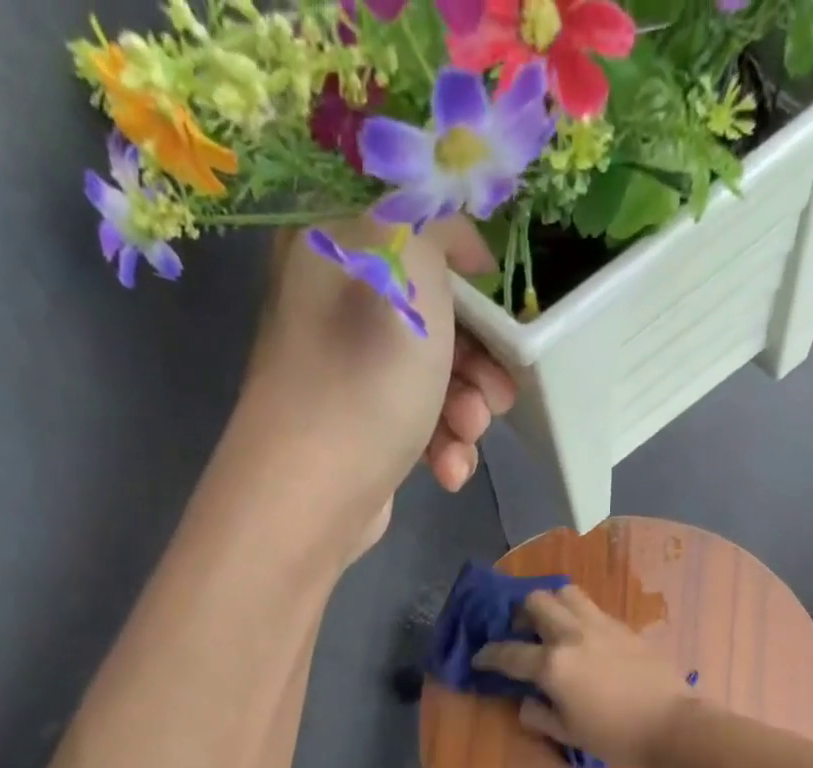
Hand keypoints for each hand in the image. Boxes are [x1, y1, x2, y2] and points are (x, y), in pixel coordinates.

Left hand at [224, 216, 516, 559]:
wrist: (312, 496)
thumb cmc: (364, 380)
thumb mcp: (409, 272)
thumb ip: (435, 225)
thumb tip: (453, 238)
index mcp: (334, 249)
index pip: (414, 235)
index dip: (466, 270)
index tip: (501, 307)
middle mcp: (335, 305)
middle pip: (434, 316)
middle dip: (478, 360)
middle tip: (498, 393)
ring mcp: (347, 372)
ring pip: (434, 377)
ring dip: (466, 411)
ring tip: (467, 437)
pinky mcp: (361, 428)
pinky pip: (418, 422)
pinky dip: (442, 446)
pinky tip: (448, 472)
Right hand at [471, 586, 695, 767]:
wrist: (672, 725)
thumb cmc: (616, 736)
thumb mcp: (568, 733)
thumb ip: (539, 715)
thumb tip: (526, 702)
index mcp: (553, 665)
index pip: (508, 653)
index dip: (487, 655)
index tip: (479, 659)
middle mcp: (573, 635)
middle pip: (536, 602)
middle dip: (519, 614)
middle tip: (521, 633)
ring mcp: (601, 625)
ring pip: (566, 593)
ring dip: (551, 604)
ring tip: (552, 625)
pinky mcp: (625, 627)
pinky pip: (593, 609)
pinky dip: (579, 616)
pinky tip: (584, 638)